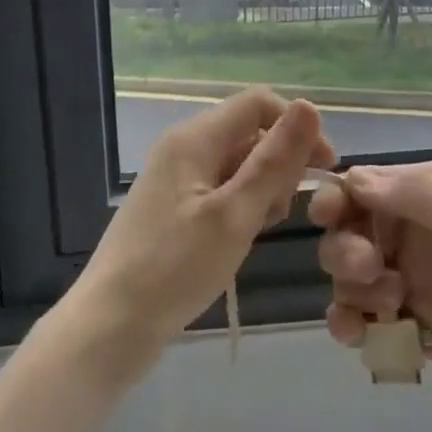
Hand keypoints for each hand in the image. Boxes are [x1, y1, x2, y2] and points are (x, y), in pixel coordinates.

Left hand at [71, 89, 334, 360]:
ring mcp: (178, 179)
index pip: (259, 103)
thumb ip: (275, 160)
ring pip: (240, 163)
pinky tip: (244, 238)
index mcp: (195, 138)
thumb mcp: (235, 214)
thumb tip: (310, 106)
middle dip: (280, 163)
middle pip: (250, 132)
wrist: (108, 328)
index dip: (296, 127)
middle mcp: (185, 148)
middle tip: (283, 211)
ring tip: (261, 229)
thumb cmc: (174, 268)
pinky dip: (243, 206)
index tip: (322, 169)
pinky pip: (223, 189)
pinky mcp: (176, 208)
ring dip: (264, 188)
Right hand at [310, 161, 431, 424]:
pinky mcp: (426, 332)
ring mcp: (423, 285)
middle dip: (346, 246)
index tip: (327, 215)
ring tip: (385, 303)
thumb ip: (419, 196)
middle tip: (368, 268)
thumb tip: (354, 178)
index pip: (374, 186)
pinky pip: (374, 324)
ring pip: (357, 279)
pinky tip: (362, 334)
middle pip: (356, 232)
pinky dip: (356, 326)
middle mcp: (424, 235)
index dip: (343, 197)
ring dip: (352, 287)